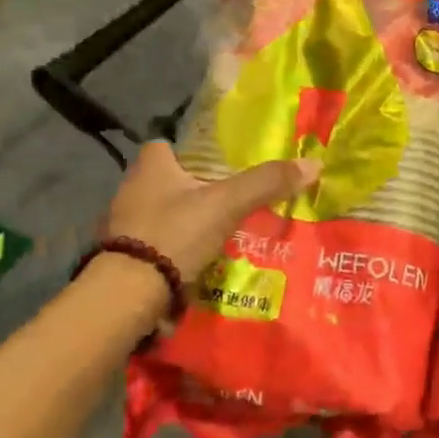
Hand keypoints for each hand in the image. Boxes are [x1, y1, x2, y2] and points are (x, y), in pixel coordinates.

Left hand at [103, 141, 319, 285]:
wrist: (128, 292)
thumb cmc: (174, 233)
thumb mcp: (226, 204)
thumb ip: (265, 183)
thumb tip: (314, 163)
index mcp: (151, 164)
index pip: (168, 145)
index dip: (191, 151)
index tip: (218, 164)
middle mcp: (131, 188)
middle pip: (168, 180)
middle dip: (194, 189)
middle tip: (228, 199)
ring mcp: (124, 224)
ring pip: (163, 214)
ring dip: (186, 221)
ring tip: (220, 232)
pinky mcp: (125, 256)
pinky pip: (157, 244)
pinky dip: (175, 249)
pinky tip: (199, 260)